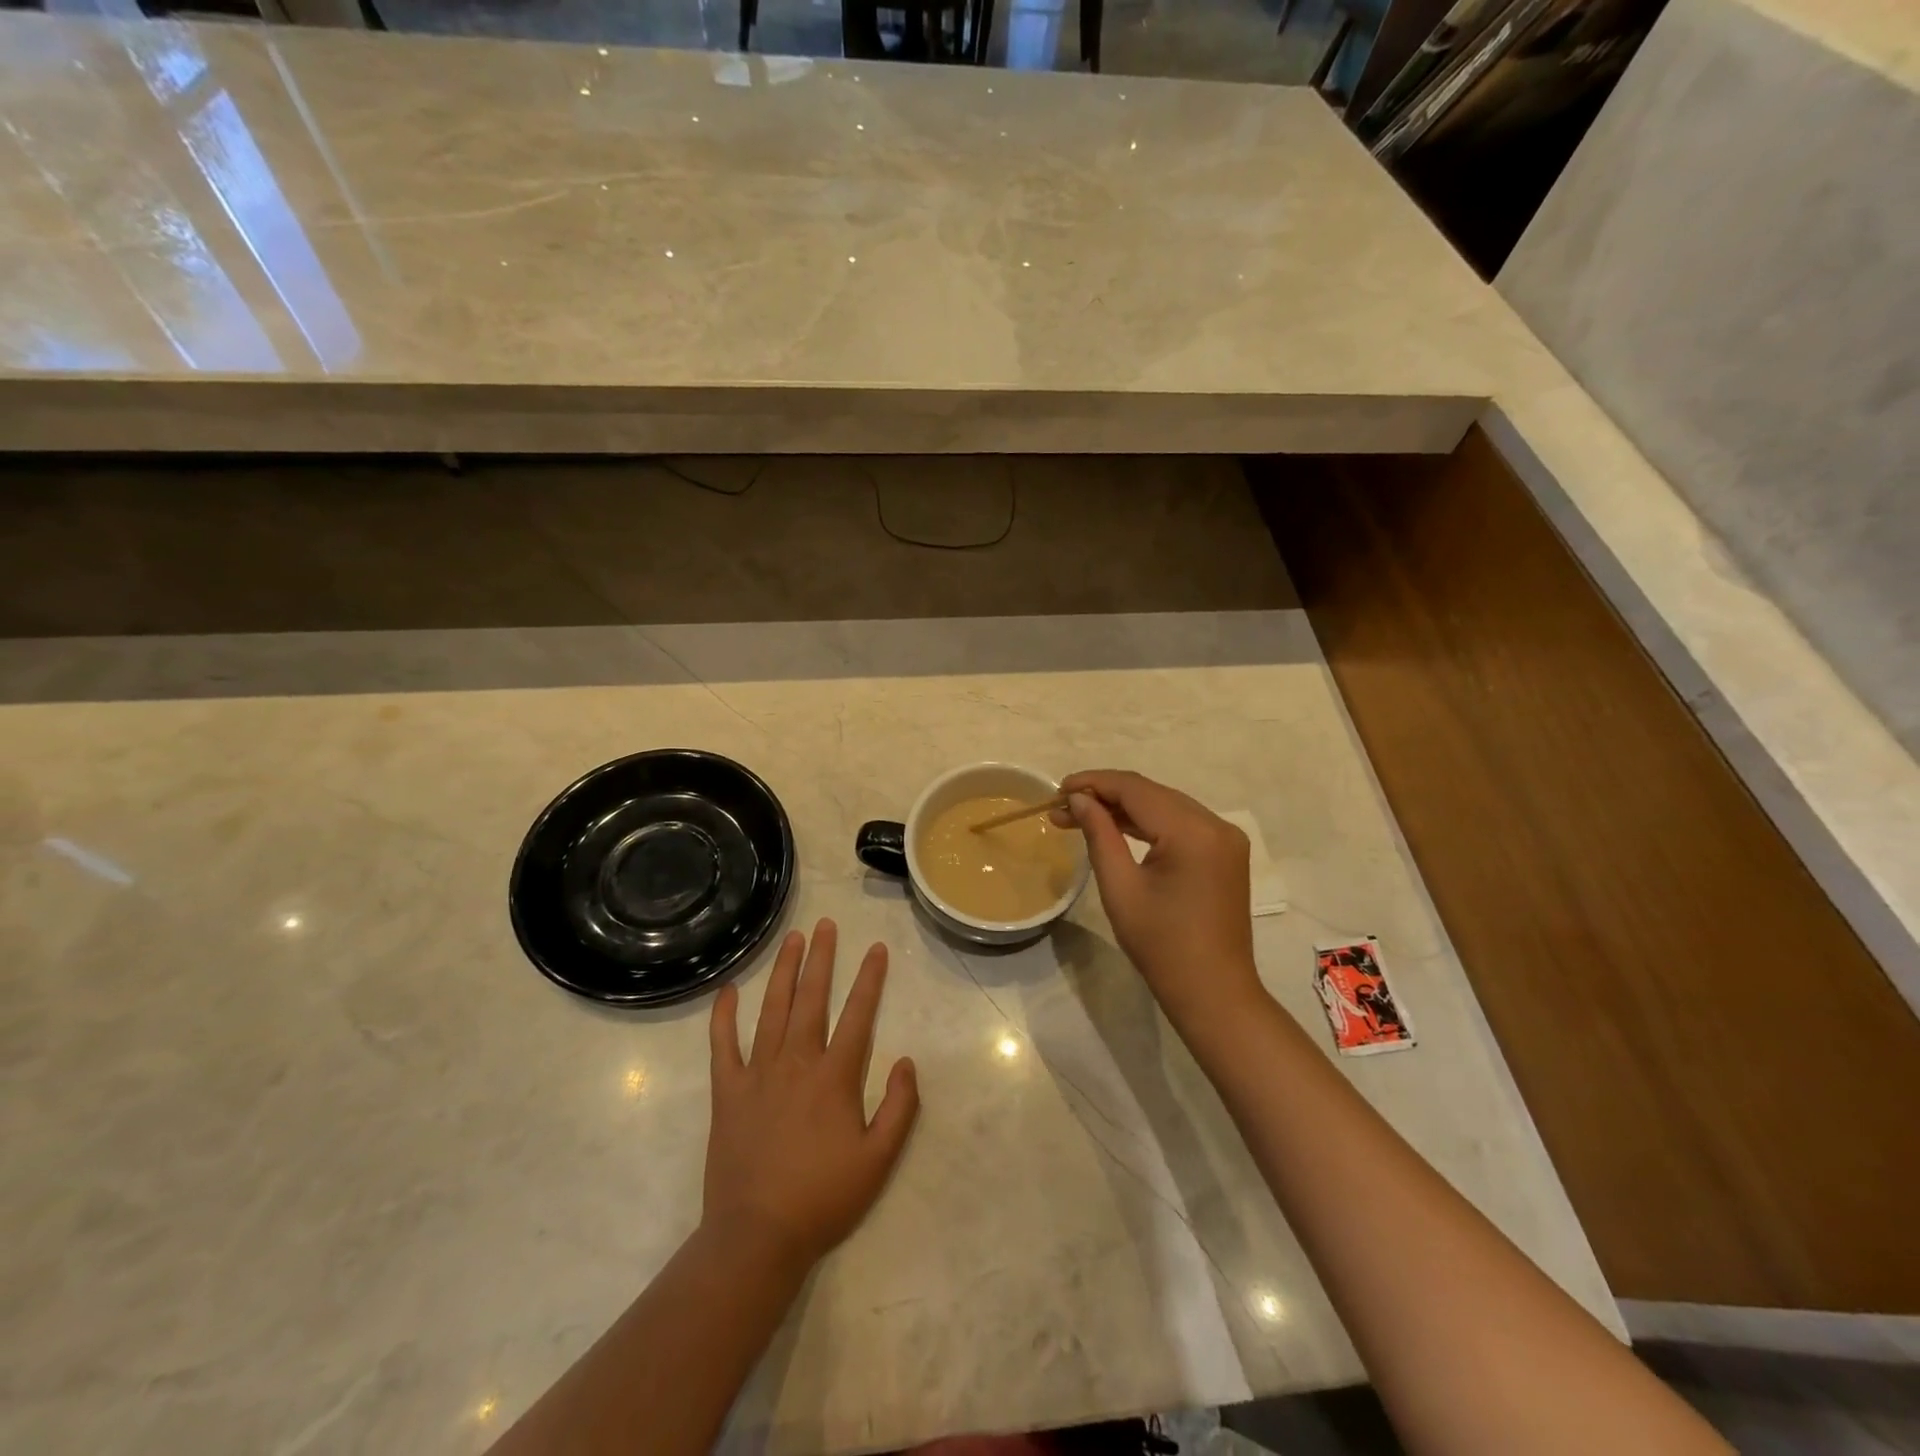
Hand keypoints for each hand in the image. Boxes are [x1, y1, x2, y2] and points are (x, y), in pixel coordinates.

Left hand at [704, 919, 919, 1269]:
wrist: (757, 1237)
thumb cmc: (823, 1198)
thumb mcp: (879, 1160)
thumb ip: (899, 1107)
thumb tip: (907, 1060)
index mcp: (834, 1077)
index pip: (858, 1014)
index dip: (869, 979)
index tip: (876, 948)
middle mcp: (797, 1062)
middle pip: (811, 998)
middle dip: (821, 958)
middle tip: (824, 925)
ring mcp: (758, 1073)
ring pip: (772, 1009)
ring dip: (783, 971)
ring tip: (791, 939)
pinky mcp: (728, 1091)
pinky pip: (723, 1045)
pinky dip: (724, 1016)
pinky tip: (728, 990)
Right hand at [1057, 770, 1263, 1031]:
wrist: (1213, 992)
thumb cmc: (1162, 946)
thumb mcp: (1121, 888)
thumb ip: (1099, 834)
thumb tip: (1079, 799)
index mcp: (1193, 832)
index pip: (1136, 789)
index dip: (1094, 783)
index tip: (1057, 790)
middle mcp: (1216, 825)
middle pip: (1152, 793)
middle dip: (1105, 795)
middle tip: (1062, 808)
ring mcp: (1226, 838)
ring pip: (1166, 805)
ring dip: (1124, 808)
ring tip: (1080, 817)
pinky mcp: (1225, 853)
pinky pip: (1181, 823)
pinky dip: (1148, 822)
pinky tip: (1117, 828)